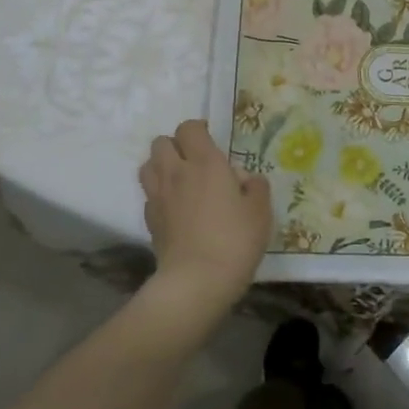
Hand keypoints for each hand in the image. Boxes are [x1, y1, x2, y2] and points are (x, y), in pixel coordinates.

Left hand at [138, 120, 271, 311]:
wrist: (197, 281)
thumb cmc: (235, 240)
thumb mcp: (260, 211)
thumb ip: (255, 187)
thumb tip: (244, 179)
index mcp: (205, 162)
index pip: (189, 128)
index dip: (199, 129)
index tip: (212, 141)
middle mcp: (177, 172)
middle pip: (161, 142)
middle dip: (176, 145)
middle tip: (195, 161)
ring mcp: (158, 196)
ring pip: (148, 165)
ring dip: (162, 166)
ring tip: (180, 180)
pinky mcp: (149, 220)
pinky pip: (149, 194)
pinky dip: (159, 194)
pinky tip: (175, 208)